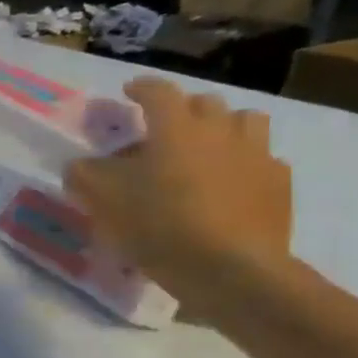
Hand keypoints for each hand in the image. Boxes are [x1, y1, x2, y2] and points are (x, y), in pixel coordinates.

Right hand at [65, 76, 292, 313]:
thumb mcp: (103, 201)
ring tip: (207, 149)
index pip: (158, 91)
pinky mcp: (279, 185)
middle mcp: (220, 131)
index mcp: (176, 128)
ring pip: (245, 122)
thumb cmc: (160, 226)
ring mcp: (256, 156)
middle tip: (165, 128)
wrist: (231, 270)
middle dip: (183, 109)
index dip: (141, 88)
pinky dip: (245, 164)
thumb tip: (79, 165)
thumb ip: (84, 175)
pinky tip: (232, 185)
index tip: (129, 91)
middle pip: (204, 103)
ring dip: (223, 128)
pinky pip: (264, 161)